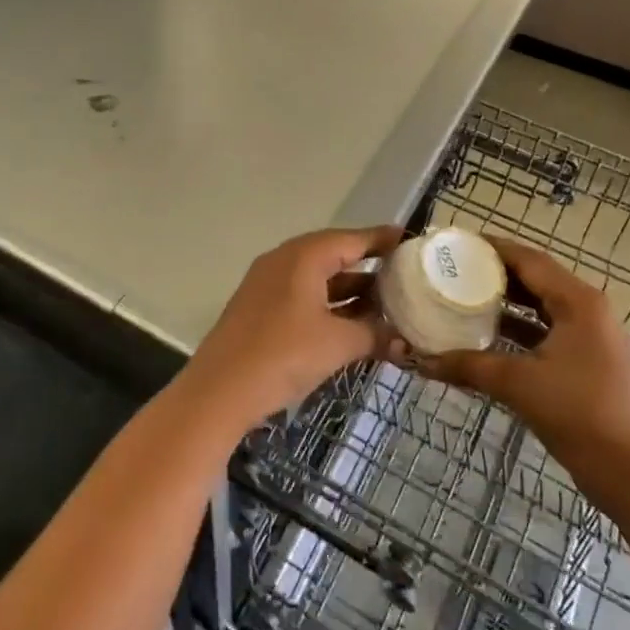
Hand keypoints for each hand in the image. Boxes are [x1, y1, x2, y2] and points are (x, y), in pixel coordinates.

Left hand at [181, 226, 405, 430]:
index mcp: (304, 256)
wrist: (220, 390)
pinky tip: (349, 323)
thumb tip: (403, 340)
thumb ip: (374, 335)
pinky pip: (303, 294)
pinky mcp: (260, 307)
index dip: (382, 240)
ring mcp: (268, 283)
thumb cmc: (283, 355)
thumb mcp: (337, 344)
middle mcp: (285, 260)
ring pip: (318, 277)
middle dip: (368, 266)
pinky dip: (328, 303)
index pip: (352, 239)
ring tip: (384, 303)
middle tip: (403, 275)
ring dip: (349, 290)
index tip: (410, 240)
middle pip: (334, 254)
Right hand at [404, 236, 629, 472]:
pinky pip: (547, 330)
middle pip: (536, 278)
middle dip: (496, 273)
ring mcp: (591, 336)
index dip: (492, 248)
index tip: (456, 243)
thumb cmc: (579, 415)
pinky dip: (519, 328)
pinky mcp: (588, 361)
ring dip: (506, 301)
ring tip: (463, 296)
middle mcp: (588, 309)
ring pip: (541, 306)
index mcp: (578, 302)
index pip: (529, 259)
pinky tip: (488, 335)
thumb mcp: (518, 385)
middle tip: (454, 269)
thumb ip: (468, 366)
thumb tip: (422, 362)